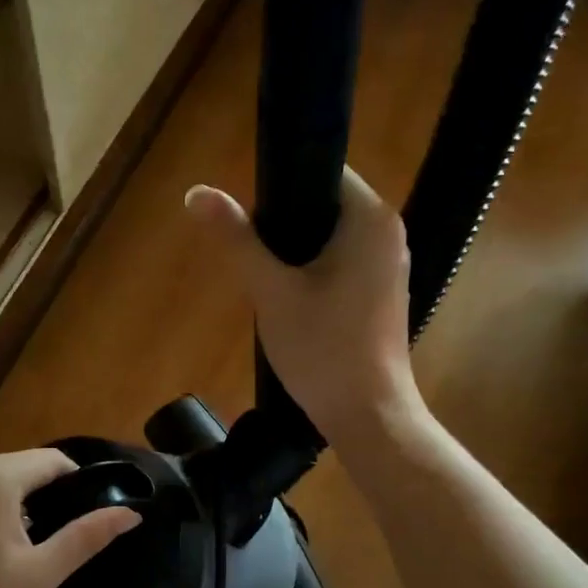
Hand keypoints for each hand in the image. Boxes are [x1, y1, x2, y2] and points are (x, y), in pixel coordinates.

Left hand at [0, 450, 140, 587]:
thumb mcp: (38, 574)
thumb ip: (86, 538)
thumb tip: (132, 513)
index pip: (54, 460)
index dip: (78, 485)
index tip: (85, 520)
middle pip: (23, 469)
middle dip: (45, 498)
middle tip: (52, 545)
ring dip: (15, 507)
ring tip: (20, 553)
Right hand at [185, 168, 421, 445]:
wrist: (368, 415)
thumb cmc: (322, 349)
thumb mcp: (271, 292)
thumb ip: (237, 240)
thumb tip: (197, 192)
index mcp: (371, 219)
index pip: (323, 171)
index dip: (279, 188)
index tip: (251, 225)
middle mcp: (389, 233)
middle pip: (325, 206)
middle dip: (285, 227)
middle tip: (254, 262)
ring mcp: (390, 266)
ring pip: (331, 239)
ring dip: (296, 254)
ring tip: (269, 285)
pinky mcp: (383, 295)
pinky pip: (343, 265)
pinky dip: (315, 274)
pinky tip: (294, 305)